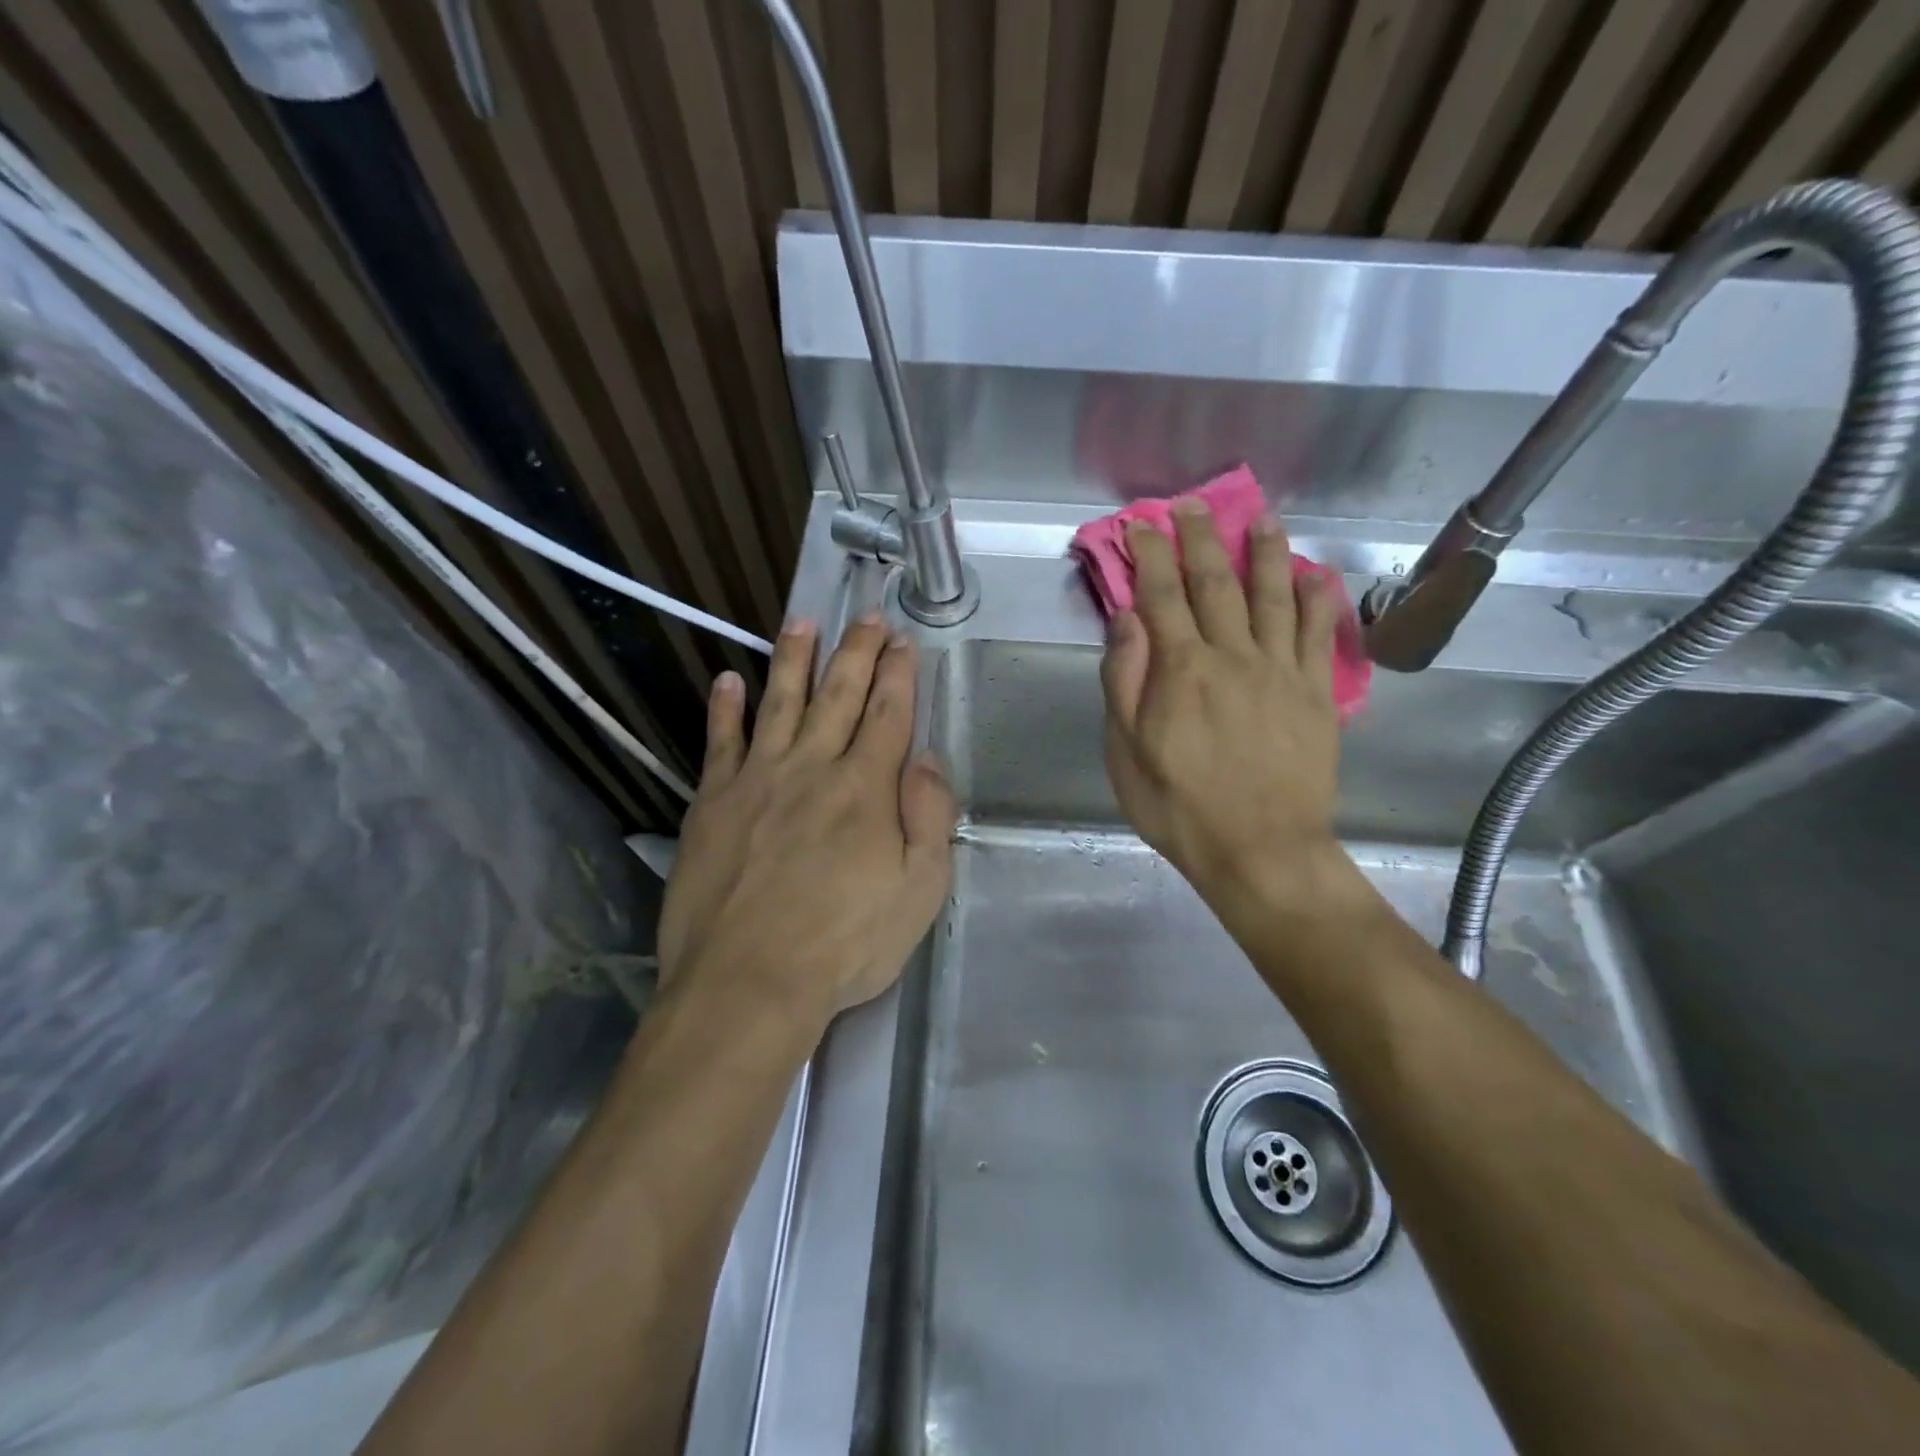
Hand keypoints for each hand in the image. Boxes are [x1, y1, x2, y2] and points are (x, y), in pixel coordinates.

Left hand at [658, 617, 956, 1036]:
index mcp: (866, 788)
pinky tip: (728, 680)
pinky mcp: (712, 803)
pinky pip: (720, 743)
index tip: (903, 640)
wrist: (748, 982)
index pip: (888, 714)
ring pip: (779, 703)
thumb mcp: (920, 891)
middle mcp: (812, 768)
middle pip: (838, 695)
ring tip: (802, 622)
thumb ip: (929, 816)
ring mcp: (757, 780)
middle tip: (866, 616)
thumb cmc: (845, 944)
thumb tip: (927, 758)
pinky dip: (725, 709)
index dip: (898, 674)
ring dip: (793, 660)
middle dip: (856, 651)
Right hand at [1100, 500, 1354, 928]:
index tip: (1142, 525)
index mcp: (1181, 669)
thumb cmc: (1179, 806)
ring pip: (1273, 596)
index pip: (1162, 595)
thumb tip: (1127, 619)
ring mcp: (1281, 671)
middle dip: (1200, 539)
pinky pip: (1319, 634)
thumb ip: (1126, 680)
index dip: (1151, 555)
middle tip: (1191, 506)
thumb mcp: (1126, 752)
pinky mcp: (1316, 693)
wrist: (1260, 850)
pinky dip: (1318, 600)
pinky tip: (1315, 575)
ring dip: (1263, 553)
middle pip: (1216, 584)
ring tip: (1260, 518)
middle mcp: (1233, 656)